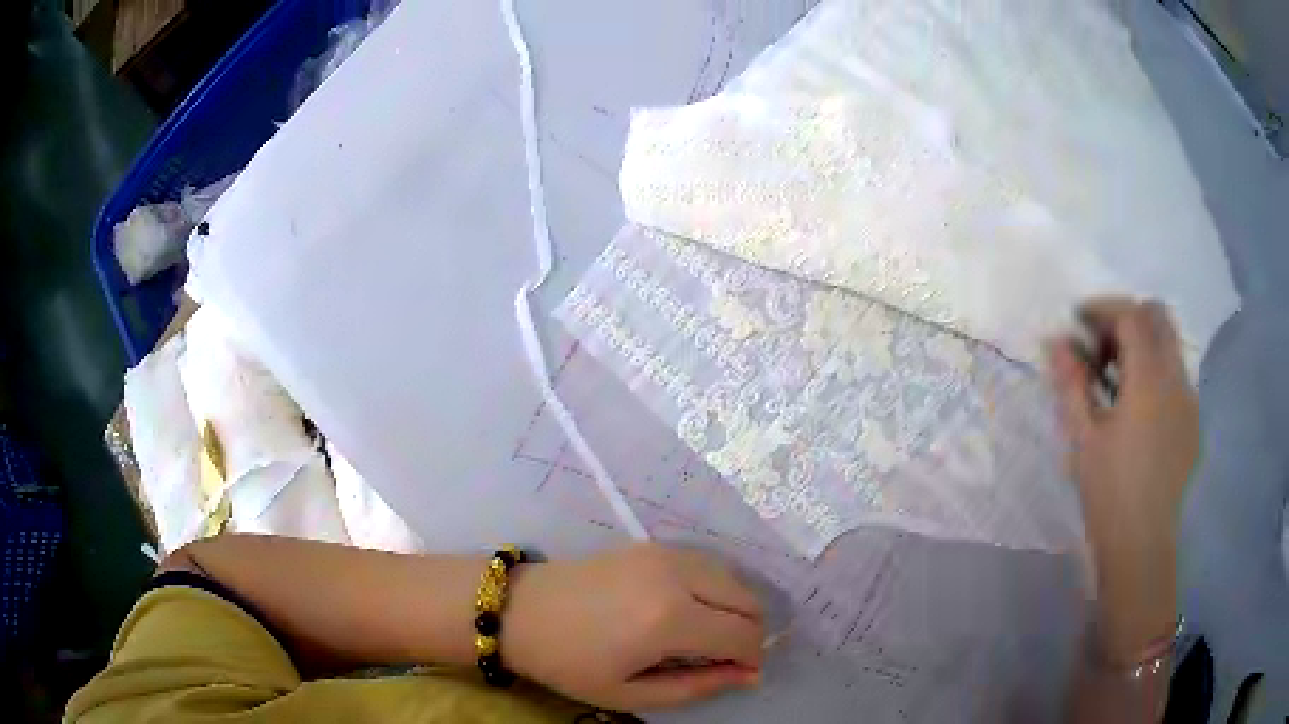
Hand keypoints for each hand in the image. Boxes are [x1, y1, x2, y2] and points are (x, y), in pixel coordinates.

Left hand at [501, 543, 763, 710]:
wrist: (520, 610)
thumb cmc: (569, 663)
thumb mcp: (630, 693)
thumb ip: (697, 687)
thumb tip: (749, 676)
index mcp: (670, 620)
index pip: (744, 634)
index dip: (753, 659)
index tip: (742, 675)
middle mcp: (678, 577)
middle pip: (748, 599)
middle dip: (750, 632)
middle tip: (725, 658)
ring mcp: (666, 553)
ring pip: (733, 577)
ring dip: (735, 608)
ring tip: (709, 636)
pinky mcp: (654, 545)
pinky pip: (707, 563)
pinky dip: (716, 588)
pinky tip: (691, 610)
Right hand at [1046, 298, 1196, 663]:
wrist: (1142, 547)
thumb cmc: (1109, 494)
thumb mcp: (1083, 438)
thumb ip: (1071, 383)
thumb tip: (1055, 341)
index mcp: (1150, 380)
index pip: (1131, 315)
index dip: (1102, 308)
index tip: (1078, 320)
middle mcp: (1177, 378)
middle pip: (1157, 317)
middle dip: (1126, 319)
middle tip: (1099, 346)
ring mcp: (1189, 400)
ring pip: (1169, 345)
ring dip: (1141, 344)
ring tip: (1114, 379)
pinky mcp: (1192, 421)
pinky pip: (1175, 375)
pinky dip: (1154, 371)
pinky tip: (1135, 409)